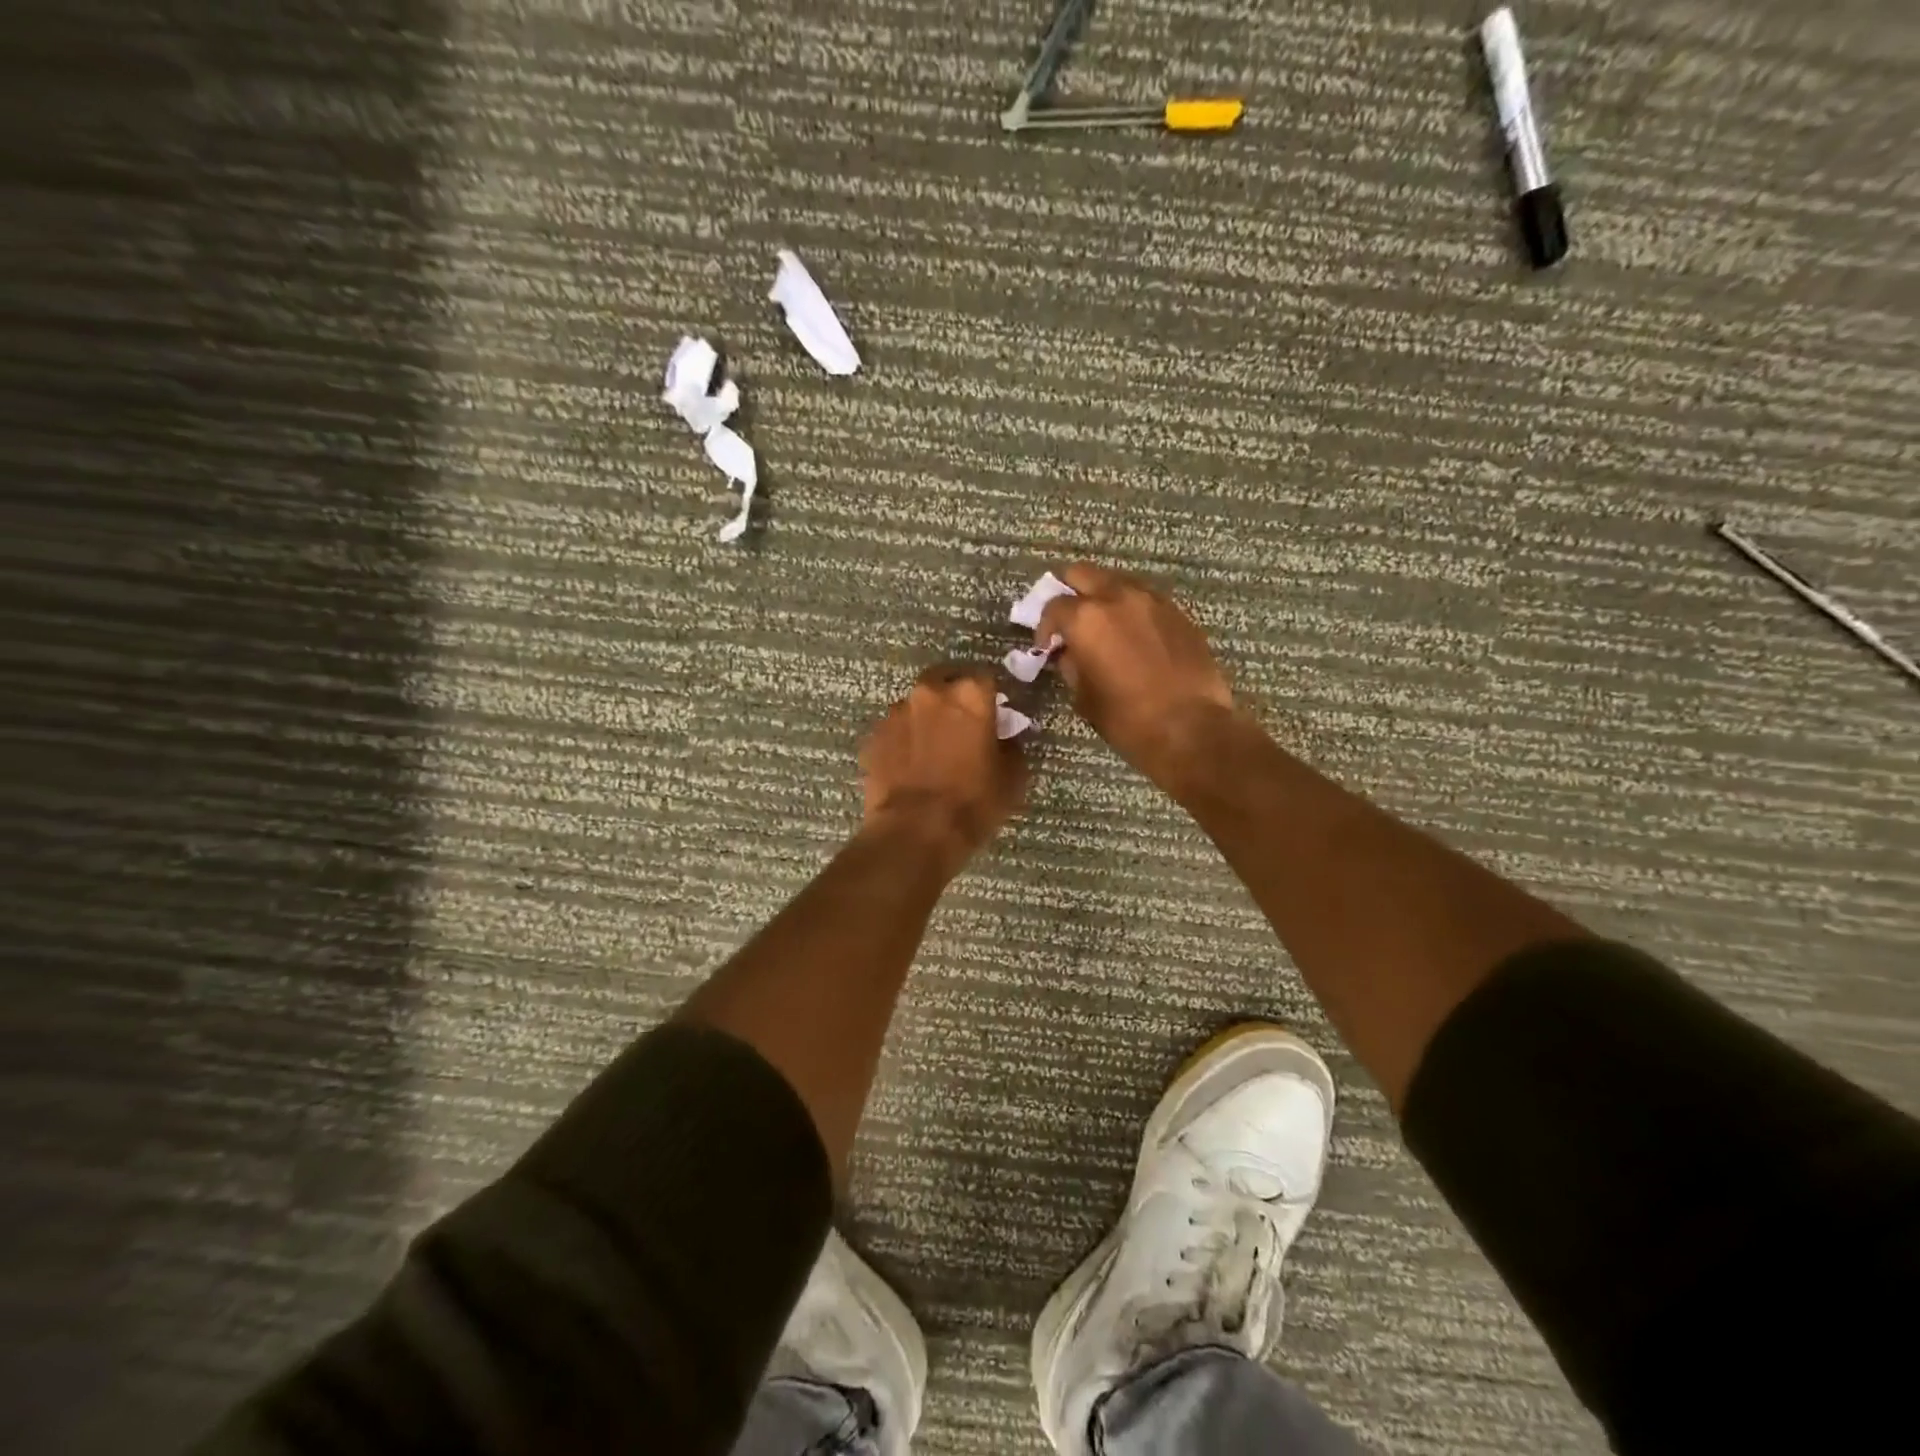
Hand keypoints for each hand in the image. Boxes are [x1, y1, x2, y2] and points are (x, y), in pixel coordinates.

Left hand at [860, 665, 1025, 871]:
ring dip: (925, 720)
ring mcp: (895, 713)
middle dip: (953, 698)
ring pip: (915, 706)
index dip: (991, 697)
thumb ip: (1010, 746)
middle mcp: (929, 693)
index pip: (986, 679)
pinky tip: (909, 767)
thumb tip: (1002, 738)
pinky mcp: (872, 737)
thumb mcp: (1012, 777)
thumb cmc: (972, 802)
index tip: (994, 715)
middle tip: (961, 726)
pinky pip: (894, 732)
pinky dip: (903, 742)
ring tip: (932, 750)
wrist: (914, 832)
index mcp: (969, 695)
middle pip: (944, 682)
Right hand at [1035, 563, 1241, 789]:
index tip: (1048, 646)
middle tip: (1070, 619)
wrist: (1191, 727)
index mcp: (1086, 618)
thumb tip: (1068, 652)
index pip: (1053, 606)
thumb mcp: (1084, 696)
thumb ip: (1071, 664)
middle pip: (1083, 573)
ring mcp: (1152, 600)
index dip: (1045, 626)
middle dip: (1070, 591)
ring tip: (1104, 626)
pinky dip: (1132, 609)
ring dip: (1104, 597)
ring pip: (1117, 581)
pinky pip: (1145, 598)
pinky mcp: (1178, 612)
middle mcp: (1117, 597)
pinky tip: (1134, 636)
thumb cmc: (1127, 719)